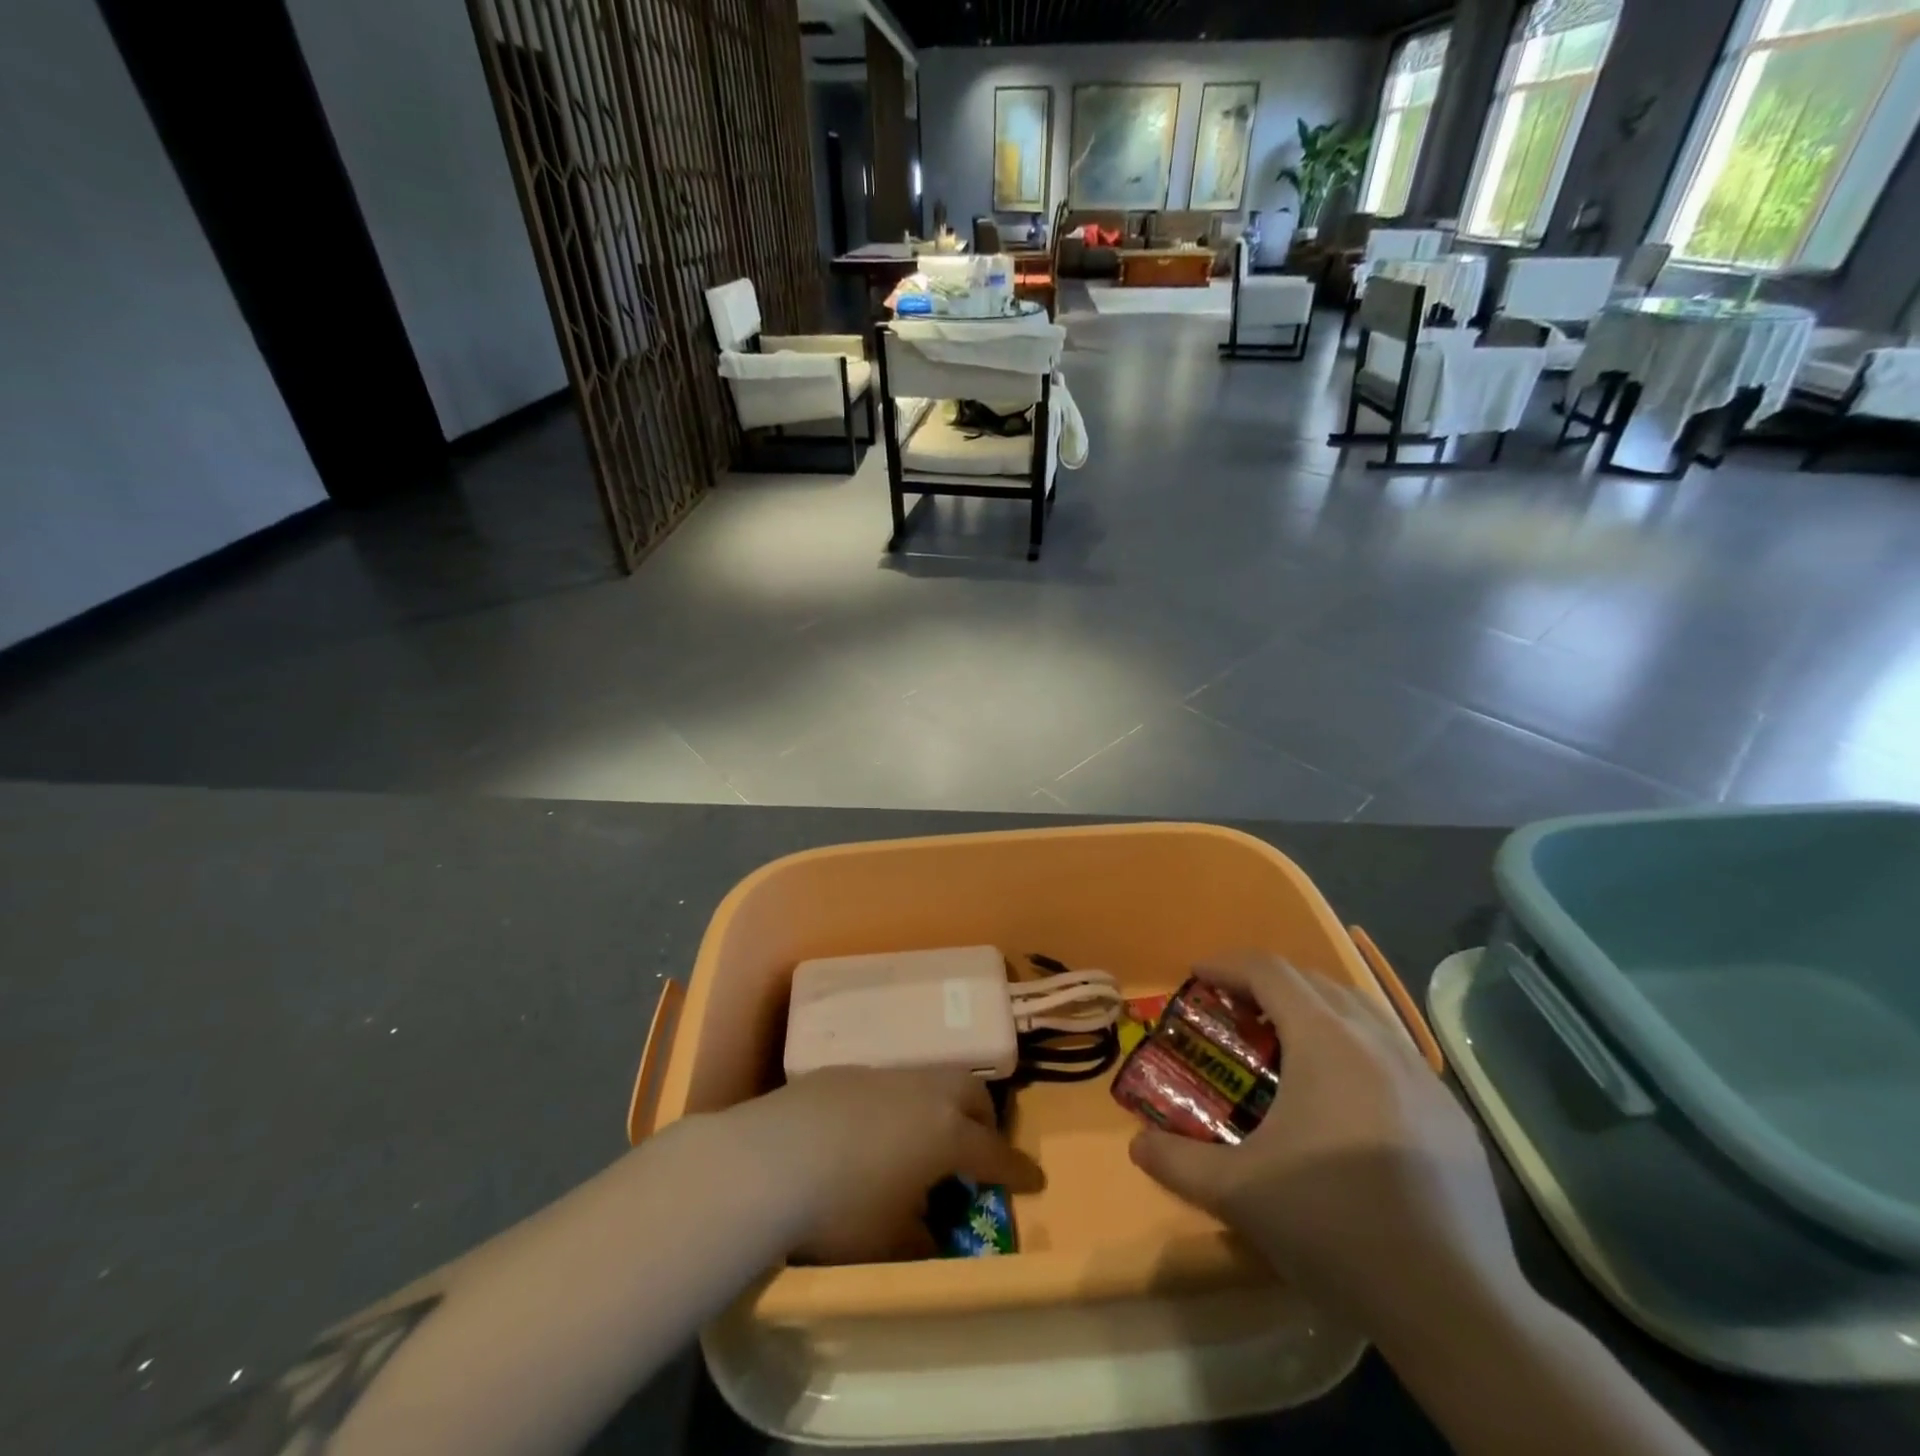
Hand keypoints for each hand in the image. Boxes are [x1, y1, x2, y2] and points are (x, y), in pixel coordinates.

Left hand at [726, 1067, 1043, 1263]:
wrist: (770, 1158)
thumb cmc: (842, 1207)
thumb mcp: (890, 1241)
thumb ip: (922, 1237)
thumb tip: (931, 1233)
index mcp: (945, 1133)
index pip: (994, 1152)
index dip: (1017, 1169)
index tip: (1035, 1180)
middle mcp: (922, 1093)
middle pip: (971, 1093)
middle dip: (985, 1119)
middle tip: (980, 1148)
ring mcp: (884, 1075)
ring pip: (931, 1080)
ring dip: (942, 1104)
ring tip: (927, 1137)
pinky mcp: (847, 1072)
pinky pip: (890, 1083)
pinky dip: (900, 1104)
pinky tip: (873, 1131)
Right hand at [1130, 952, 1522, 1339]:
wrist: (1455, 1306)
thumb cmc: (1334, 1225)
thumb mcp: (1238, 1193)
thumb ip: (1177, 1162)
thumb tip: (1136, 1144)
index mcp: (1325, 1041)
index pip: (1270, 971)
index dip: (1228, 964)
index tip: (1197, 975)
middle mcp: (1376, 1041)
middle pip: (1315, 981)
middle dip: (1268, 983)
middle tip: (1235, 1011)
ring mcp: (1422, 1076)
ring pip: (1360, 1012)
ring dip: (1315, 1009)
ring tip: (1286, 1044)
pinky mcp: (1451, 1114)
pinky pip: (1392, 1052)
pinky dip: (1354, 1047)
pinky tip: (1345, 1098)